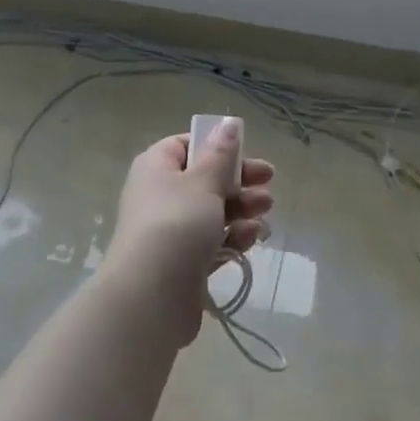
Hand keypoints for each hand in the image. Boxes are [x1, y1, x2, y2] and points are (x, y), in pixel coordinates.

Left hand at [101, 120, 274, 347]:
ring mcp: (170, 231)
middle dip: (239, 181)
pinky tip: (254, 237)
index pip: (186, 146)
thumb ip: (221, 155)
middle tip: (268, 183)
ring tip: (265, 212)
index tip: (244, 154)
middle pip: (204, 179)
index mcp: (156, 167)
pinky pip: (212, 241)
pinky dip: (233, 237)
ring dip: (241, 209)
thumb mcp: (204, 182)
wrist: (150, 297)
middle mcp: (160, 195)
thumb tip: (228, 123)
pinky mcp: (182, 262)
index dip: (216, 148)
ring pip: (212, 212)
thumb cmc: (177, 224)